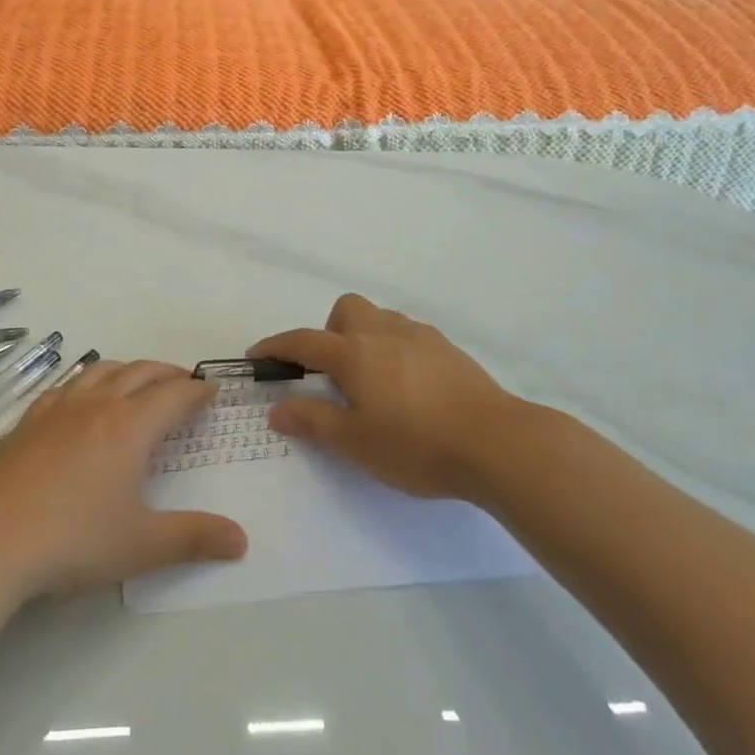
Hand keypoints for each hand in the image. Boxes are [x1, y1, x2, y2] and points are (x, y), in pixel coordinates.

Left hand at [0, 360, 248, 598]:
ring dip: (129, 370)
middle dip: (168, 374)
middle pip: (140, 373)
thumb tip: (243, 540)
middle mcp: (97, 406)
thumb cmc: (72, 541)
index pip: (174, 395)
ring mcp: (58, 409)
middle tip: (184, 384)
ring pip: (102, 371)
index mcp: (129, 427)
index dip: (197, 391)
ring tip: (139, 381)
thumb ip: (194, 539)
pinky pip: (67, 385)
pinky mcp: (28, 420)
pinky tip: (82, 399)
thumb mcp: (141, 546)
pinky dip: (89, 381)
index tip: (212, 390)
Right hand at [250, 293, 554, 500]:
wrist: (498, 443)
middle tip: (333, 374)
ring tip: (372, 379)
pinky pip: (410, 334)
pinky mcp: (450, 350)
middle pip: (346, 309)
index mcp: (355, 355)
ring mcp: (421, 338)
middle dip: (329, 332)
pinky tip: (410, 384)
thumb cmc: (417, 445)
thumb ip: (313, 421)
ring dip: (365, 336)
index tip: (257, 356)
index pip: (303, 341)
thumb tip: (277, 408)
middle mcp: (384, 334)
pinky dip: (396, 347)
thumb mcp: (355, 443)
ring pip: (381, 318)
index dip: (276, 347)